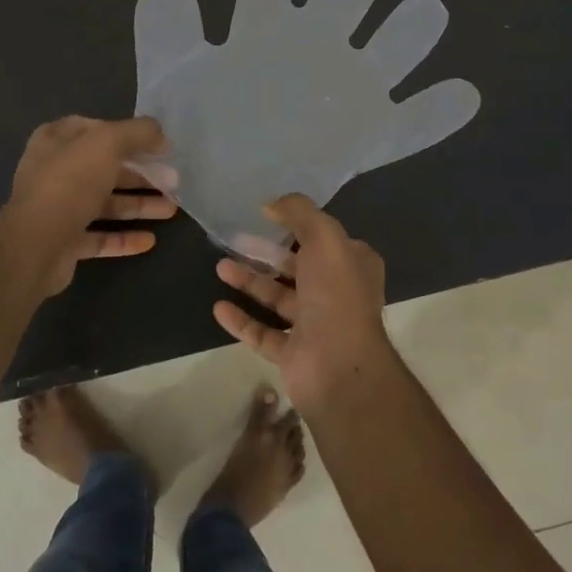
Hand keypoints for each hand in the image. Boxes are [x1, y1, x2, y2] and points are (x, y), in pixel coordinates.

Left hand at [5, 116, 175, 296]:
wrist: (35, 246)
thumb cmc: (70, 183)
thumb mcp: (108, 142)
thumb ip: (137, 132)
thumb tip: (159, 134)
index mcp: (55, 141)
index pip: (95, 129)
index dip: (126, 133)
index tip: (156, 144)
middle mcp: (54, 172)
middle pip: (105, 168)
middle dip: (141, 174)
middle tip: (173, 180)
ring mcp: (59, 209)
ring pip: (106, 203)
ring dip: (139, 205)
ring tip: (171, 209)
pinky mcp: (65, 242)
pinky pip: (100, 237)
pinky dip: (124, 238)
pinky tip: (150, 240)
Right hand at [212, 194, 397, 412]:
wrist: (339, 368)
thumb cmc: (336, 294)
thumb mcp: (324, 237)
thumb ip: (299, 212)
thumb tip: (271, 204)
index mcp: (353, 265)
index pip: (325, 239)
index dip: (298, 225)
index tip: (266, 215)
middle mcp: (337, 293)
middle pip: (296, 267)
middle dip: (266, 253)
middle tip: (235, 240)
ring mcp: (315, 326)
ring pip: (278, 299)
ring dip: (250, 282)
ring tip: (220, 267)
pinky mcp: (294, 354)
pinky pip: (263, 333)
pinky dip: (242, 320)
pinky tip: (218, 307)